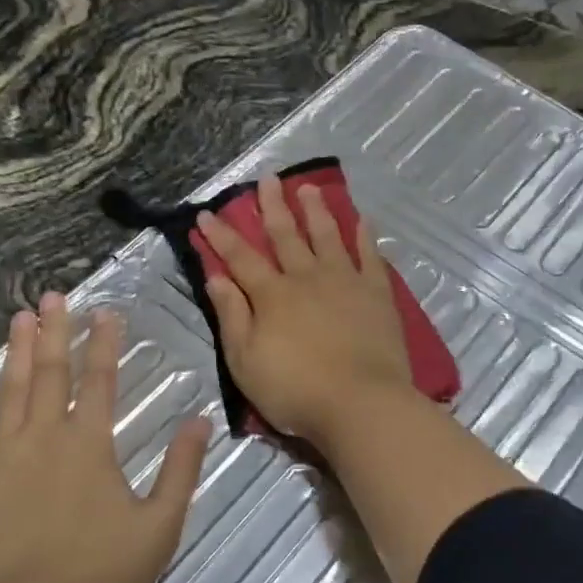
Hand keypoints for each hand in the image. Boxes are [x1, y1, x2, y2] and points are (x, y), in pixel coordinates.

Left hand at [0, 293, 210, 582]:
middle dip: (56, 332)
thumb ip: (181, 469)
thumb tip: (200, 420)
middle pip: (51, 374)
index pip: (100, 380)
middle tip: (52, 296)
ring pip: (8, 392)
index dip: (104, 343)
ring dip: (15, 353)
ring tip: (18, 318)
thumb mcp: (160, 525)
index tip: (105, 310)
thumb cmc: (99, 574)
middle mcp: (44, 437)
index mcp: (90, 444)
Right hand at [198, 172, 412, 447]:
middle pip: (286, 235)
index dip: (221, 235)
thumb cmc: (295, 390)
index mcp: (272, 295)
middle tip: (267, 178)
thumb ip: (231, 316)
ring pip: (327, 236)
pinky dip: (365, 236)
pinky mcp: (377, 294)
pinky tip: (363, 219)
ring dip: (316, 210)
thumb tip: (216, 276)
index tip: (206, 213)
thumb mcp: (245, 361)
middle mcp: (307, 278)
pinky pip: (370, 256)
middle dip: (273, 206)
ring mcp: (345, 282)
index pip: (240, 258)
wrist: (361, 403)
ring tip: (308, 187)